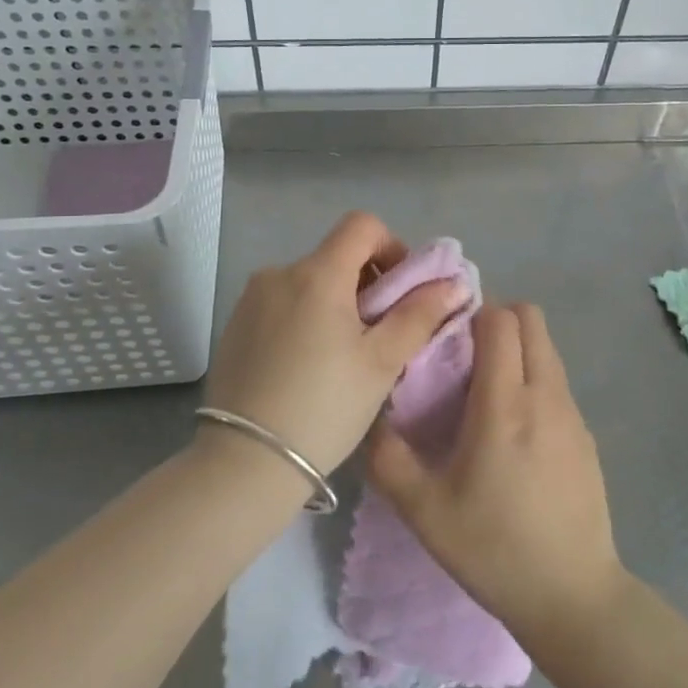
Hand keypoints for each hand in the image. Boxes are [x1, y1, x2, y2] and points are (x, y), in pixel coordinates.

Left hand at [200, 212, 467, 476]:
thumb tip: (453, 282)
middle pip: (335, 255)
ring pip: (308, 282)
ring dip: (334, 302)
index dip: (391, 247)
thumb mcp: (382, 362)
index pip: (362, 225)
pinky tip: (307, 366)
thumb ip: (420, 314)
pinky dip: (304, 318)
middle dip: (366, 283)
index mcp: (317, 273)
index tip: (400, 291)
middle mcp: (279, 273)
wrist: (244, 462)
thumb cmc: (325, 407)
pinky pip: (282, 304)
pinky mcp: (234, 325)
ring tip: (342, 356)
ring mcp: (251, 299)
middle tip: (379, 334)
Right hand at [367, 303, 624, 647]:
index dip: (472, 313)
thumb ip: (388, 458)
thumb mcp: (424, 511)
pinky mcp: (587, 435)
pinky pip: (557, 381)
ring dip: (517, 348)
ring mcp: (573, 413)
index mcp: (505, 403)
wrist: (573, 598)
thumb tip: (372, 416)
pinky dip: (534, 378)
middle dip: (497, 319)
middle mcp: (546, 394)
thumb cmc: (494, 549)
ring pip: (547, 349)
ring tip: (485, 389)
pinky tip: (515, 429)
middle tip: (464, 353)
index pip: (500, 320)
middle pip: (531, 319)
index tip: (445, 334)